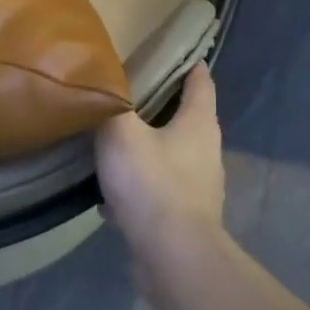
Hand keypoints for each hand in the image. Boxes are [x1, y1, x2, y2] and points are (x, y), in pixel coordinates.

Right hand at [94, 63, 226, 300]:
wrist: (171, 254)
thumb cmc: (151, 183)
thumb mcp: (120, 134)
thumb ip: (111, 106)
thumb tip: (105, 85)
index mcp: (198, 124)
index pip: (200, 84)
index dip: (190, 66)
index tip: (178, 54)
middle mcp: (205, 152)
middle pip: (186, 121)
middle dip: (162, 108)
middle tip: (129, 98)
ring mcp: (198, 188)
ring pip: (170, 158)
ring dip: (147, 151)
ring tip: (114, 147)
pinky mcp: (183, 217)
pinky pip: (156, 193)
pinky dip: (138, 190)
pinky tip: (109, 198)